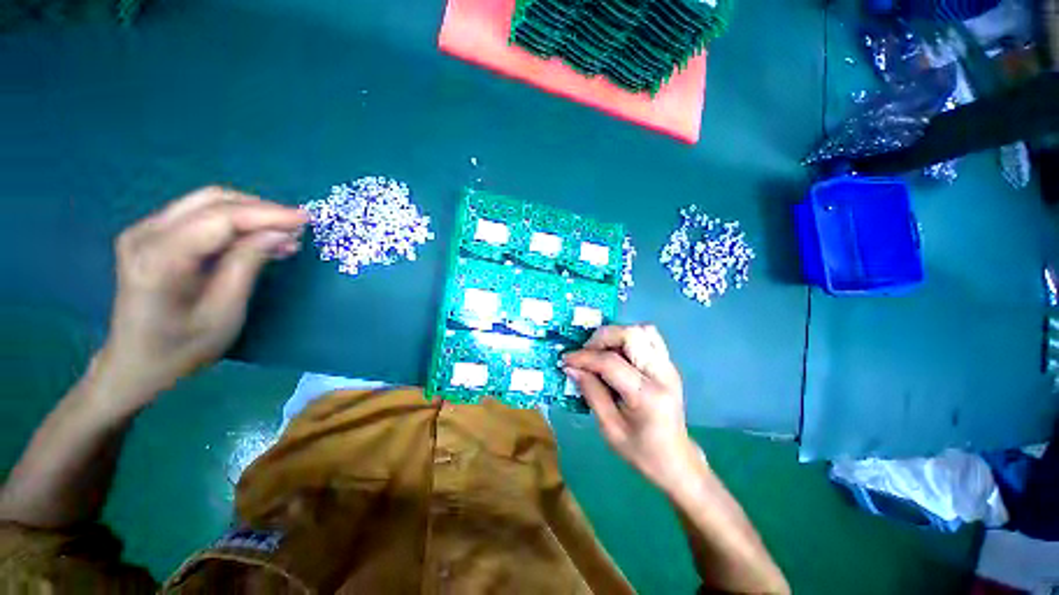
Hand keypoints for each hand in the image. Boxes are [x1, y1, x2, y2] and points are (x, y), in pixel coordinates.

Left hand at [96, 186, 307, 409]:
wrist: (136, 363)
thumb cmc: (183, 348)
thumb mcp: (224, 311)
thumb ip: (248, 264)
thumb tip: (280, 233)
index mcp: (159, 259)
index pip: (220, 219)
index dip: (267, 214)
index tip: (305, 219)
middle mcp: (145, 233)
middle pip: (212, 201)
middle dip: (261, 209)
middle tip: (298, 226)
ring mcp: (144, 230)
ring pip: (206, 202)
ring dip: (249, 213)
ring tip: (283, 233)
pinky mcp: (150, 234)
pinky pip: (199, 214)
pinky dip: (233, 220)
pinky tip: (256, 236)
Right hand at [563, 324, 702, 495]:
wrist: (676, 460)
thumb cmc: (641, 451)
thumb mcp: (609, 428)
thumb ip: (591, 392)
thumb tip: (571, 368)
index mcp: (647, 395)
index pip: (611, 362)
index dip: (584, 357)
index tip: (566, 360)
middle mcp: (662, 374)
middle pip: (631, 335)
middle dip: (602, 338)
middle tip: (586, 353)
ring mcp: (669, 366)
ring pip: (642, 330)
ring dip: (616, 335)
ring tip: (600, 352)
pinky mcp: (668, 364)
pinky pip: (648, 337)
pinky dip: (628, 338)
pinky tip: (616, 354)